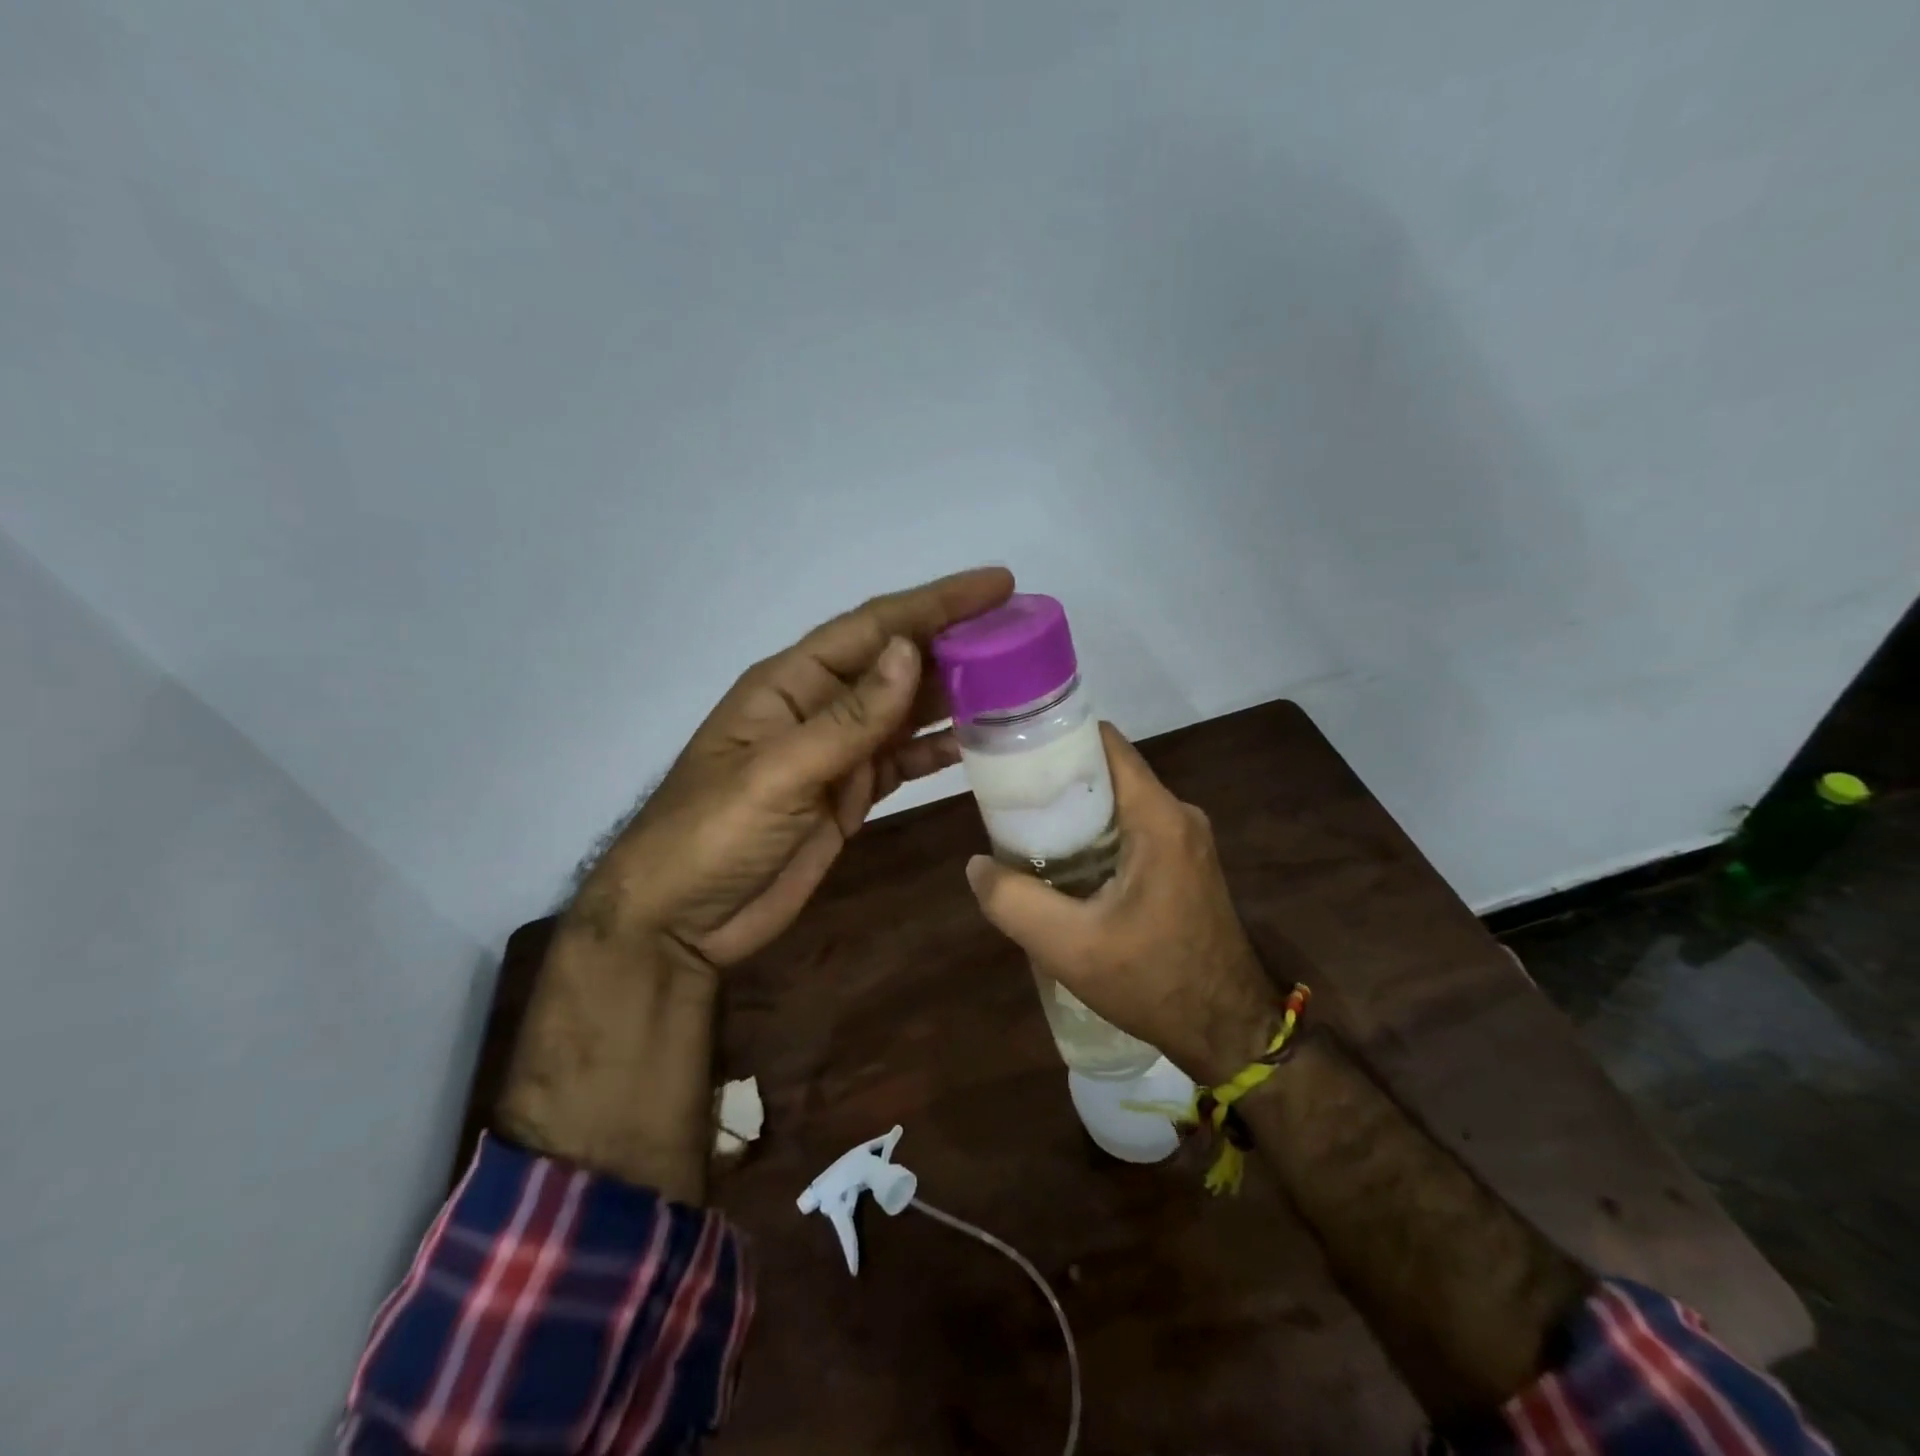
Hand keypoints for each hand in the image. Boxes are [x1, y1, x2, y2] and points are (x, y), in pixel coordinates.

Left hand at [572, 566, 1014, 967]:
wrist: (679, 921)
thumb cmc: (711, 836)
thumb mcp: (777, 774)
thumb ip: (847, 719)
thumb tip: (910, 652)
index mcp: (792, 684)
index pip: (874, 627)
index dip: (936, 603)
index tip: (997, 585)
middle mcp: (819, 707)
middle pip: (898, 664)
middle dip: (956, 644)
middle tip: (1022, 633)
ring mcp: (836, 754)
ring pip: (906, 712)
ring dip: (956, 695)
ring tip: (1017, 681)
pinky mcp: (849, 794)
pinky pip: (904, 760)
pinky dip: (939, 750)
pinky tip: (981, 745)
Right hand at [964, 722, 1281, 1082]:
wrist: (1226, 1031)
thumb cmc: (1152, 982)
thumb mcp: (1069, 947)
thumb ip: (1014, 902)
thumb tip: (977, 865)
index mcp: (1158, 817)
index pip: (1105, 742)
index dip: (1057, 738)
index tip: (1014, 752)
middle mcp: (1177, 815)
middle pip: (1109, 771)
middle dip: (1058, 779)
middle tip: (1010, 800)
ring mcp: (1185, 839)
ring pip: (1119, 801)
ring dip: (1076, 811)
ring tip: (1028, 832)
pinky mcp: (1185, 863)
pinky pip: (1133, 828)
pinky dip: (1097, 834)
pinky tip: (1065, 864)